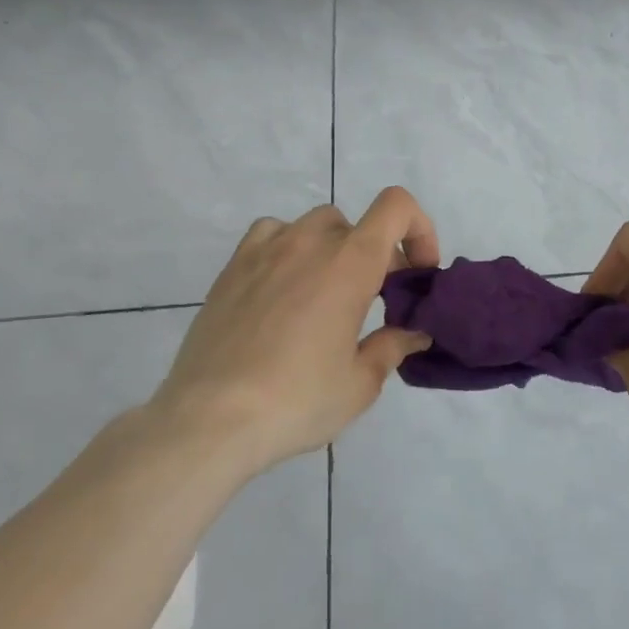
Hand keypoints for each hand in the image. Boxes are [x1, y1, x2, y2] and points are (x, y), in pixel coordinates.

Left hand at [151, 187, 439, 470]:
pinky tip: (284, 286)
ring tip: (328, 293)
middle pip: (359, 224)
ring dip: (334, 249)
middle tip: (377, 298)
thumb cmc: (296, 400)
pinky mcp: (232, 269)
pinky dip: (289, 248)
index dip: (419, 230)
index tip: (417, 274)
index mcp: (350, 263)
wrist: (208, 421)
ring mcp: (265, 251)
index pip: (396, 207)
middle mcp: (309, 243)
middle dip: (378, 254)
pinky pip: (271, 235)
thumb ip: (392, 348)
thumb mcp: (360, 384)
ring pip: (315, 226)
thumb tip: (412, 334)